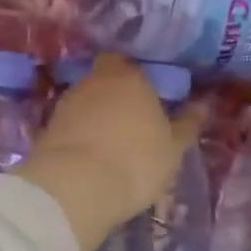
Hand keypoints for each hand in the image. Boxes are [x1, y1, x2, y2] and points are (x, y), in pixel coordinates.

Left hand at [15, 54, 204, 250]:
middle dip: (115, 96)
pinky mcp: (47, 129)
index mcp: (129, 76)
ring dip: (96, 117)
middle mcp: (94, 81)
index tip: (147, 97)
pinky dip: (80, 135)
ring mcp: (66, 103)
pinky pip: (71, 126)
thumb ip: (187, 125)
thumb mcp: (173, 148)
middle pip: (105, 81)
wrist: (76, 187)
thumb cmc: (136, 161)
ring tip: (111, 142)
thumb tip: (203, 105)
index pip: (129, 63)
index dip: (136, 78)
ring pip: (86, 103)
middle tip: (132, 121)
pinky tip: (90, 155)